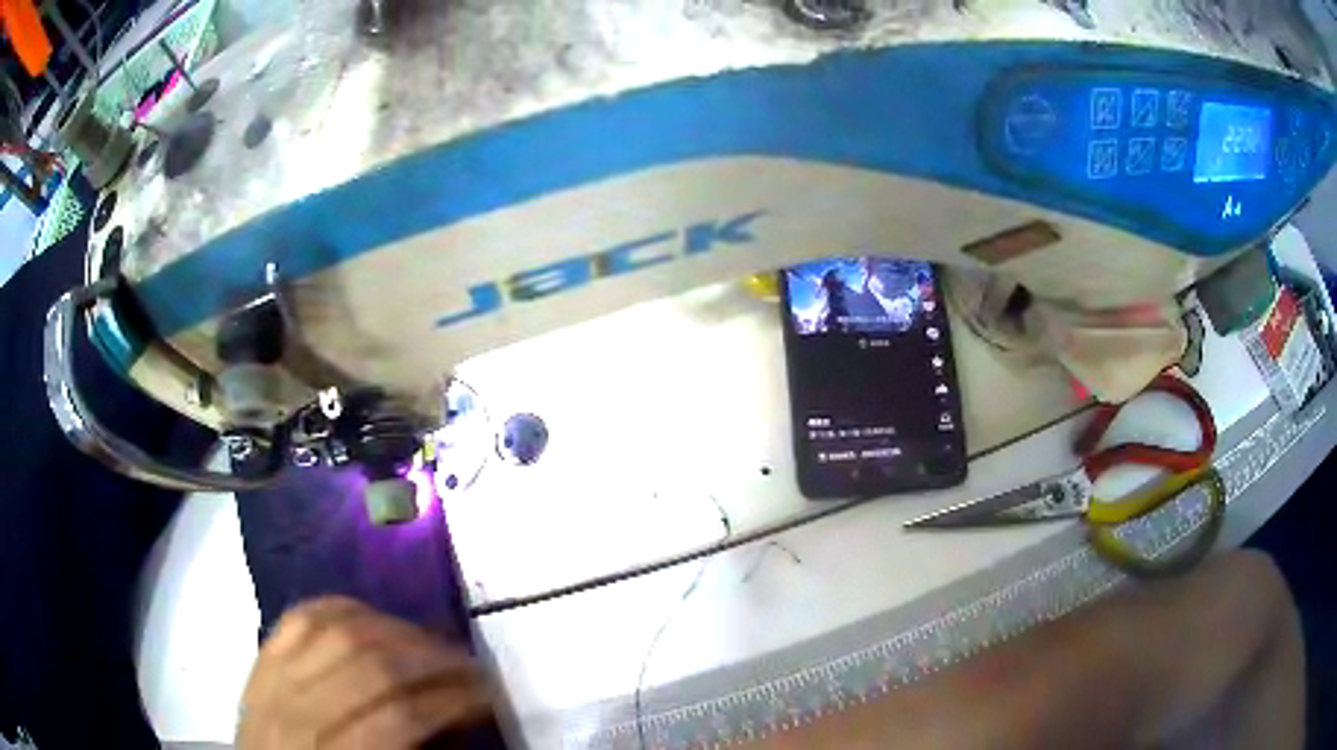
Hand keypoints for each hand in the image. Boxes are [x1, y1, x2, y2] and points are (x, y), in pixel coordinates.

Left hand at [237, 597, 493, 748]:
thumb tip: (456, 720)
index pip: (399, 716)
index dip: (452, 702)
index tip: (490, 697)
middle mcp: (293, 711)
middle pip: (369, 663)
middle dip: (434, 660)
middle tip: (472, 668)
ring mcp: (270, 677)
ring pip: (336, 628)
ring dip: (396, 630)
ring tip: (432, 645)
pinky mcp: (260, 658)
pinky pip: (302, 615)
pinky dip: (344, 608)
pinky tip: (375, 619)